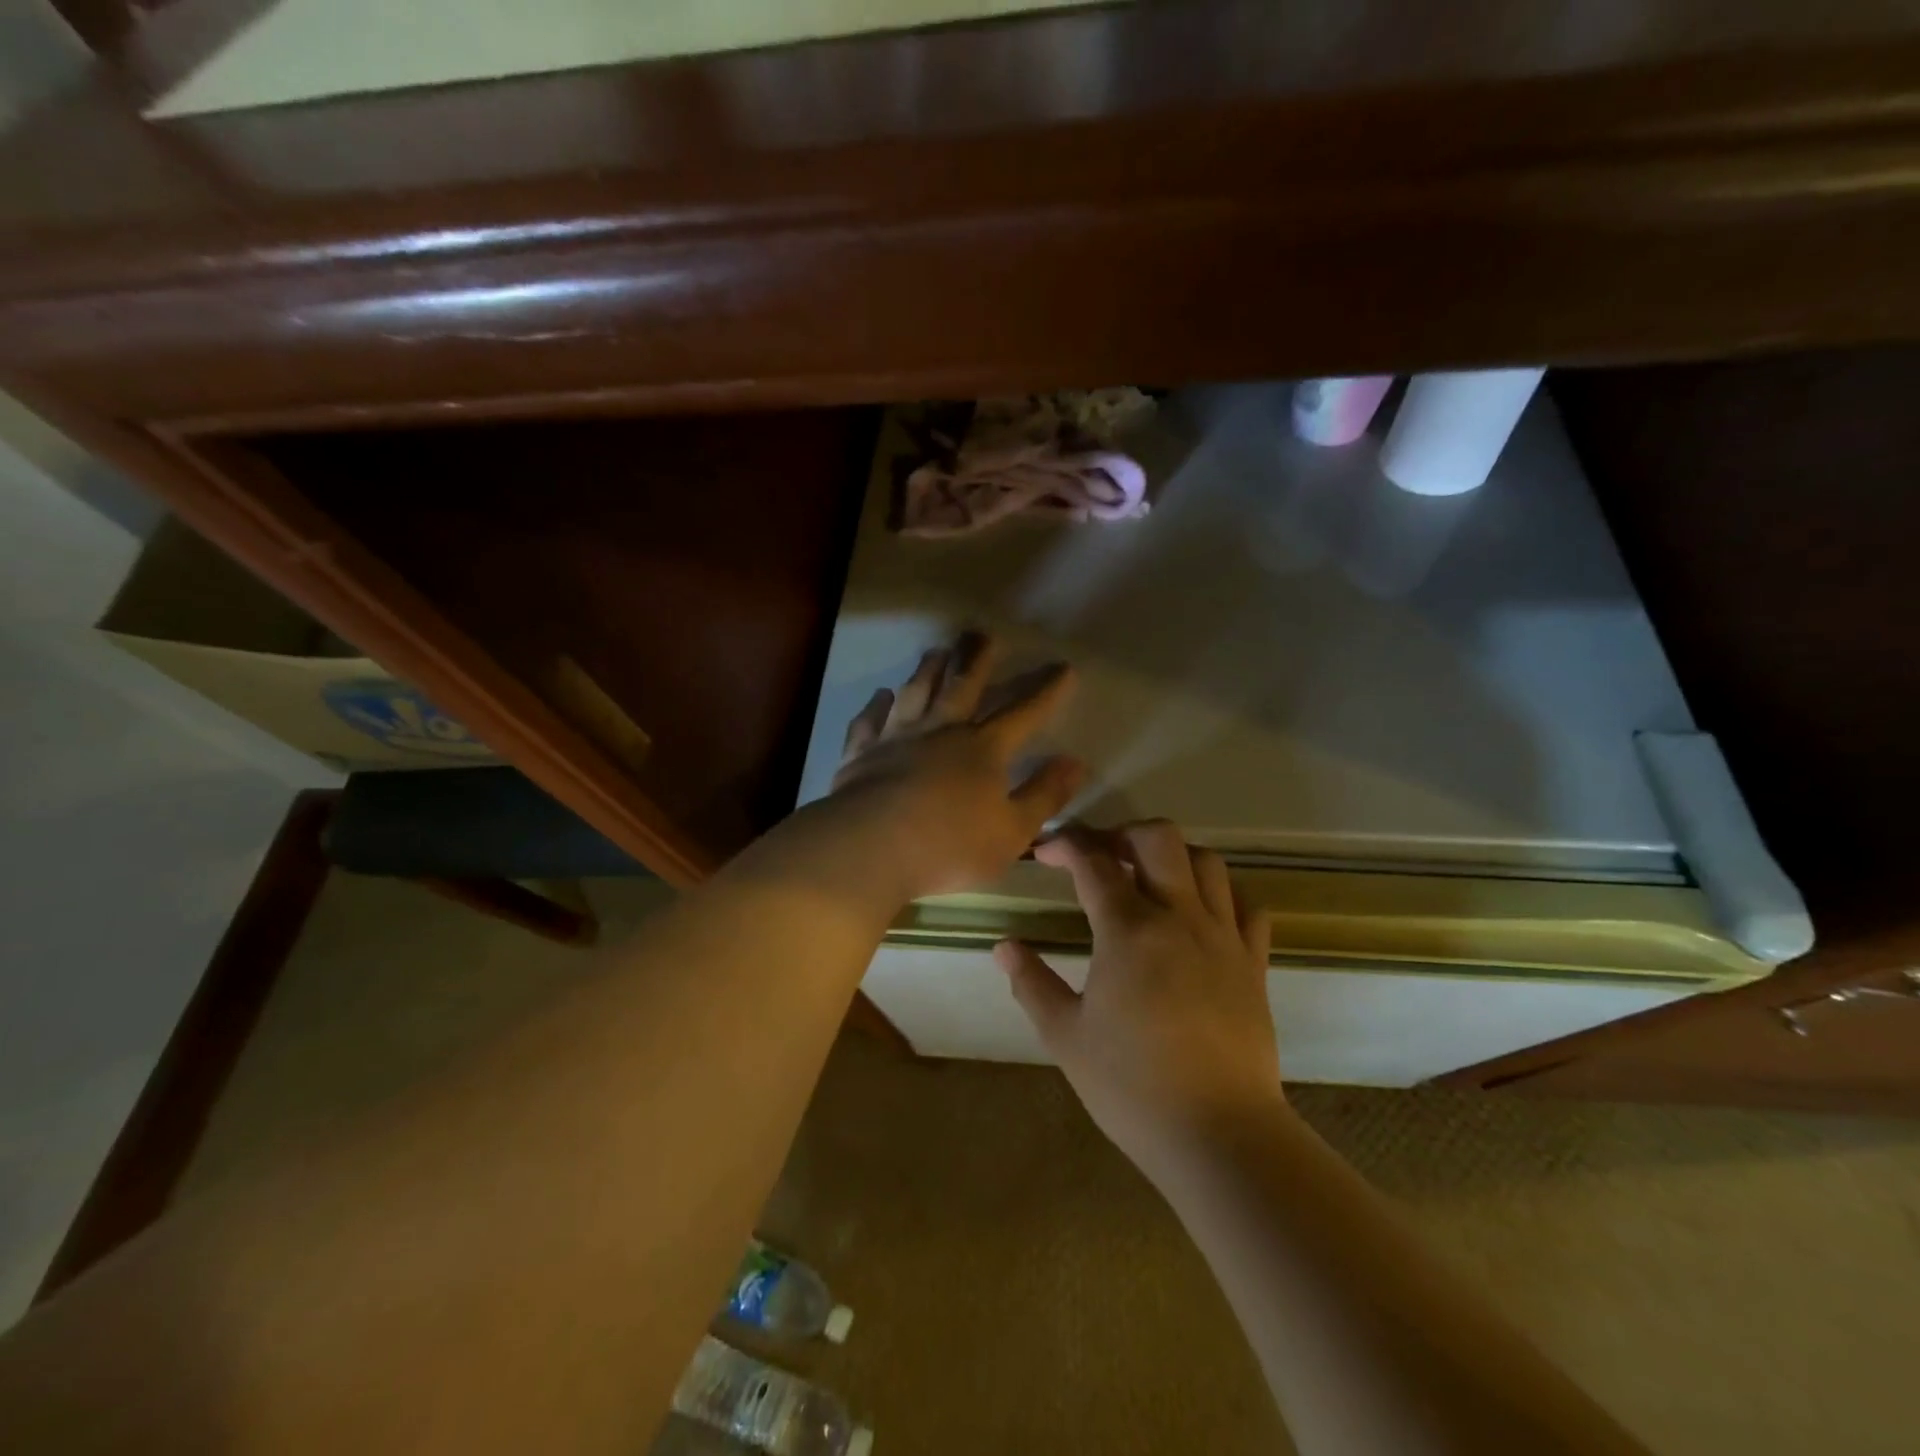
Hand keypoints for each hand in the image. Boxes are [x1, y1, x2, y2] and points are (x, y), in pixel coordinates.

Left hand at [823, 633, 1083, 898]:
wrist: (870, 848)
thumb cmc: (949, 847)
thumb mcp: (1013, 832)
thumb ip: (1044, 795)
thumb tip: (1075, 762)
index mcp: (983, 750)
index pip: (1024, 713)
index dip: (1046, 691)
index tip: (1063, 667)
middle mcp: (941, 731)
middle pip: (963, 686)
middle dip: (977, 659)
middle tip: (982, 633)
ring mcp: (897, 738)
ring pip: (917, 692)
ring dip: (928, 670)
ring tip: (937, 651)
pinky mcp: (861, 753)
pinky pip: (870, 720)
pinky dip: (876, 705)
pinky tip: (881, 695)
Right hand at [996, 822, 1282, 1178]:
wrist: (1219, 1135)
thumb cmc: (1132, 1086)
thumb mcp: (1066, 1036)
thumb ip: (1032, 983)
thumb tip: (1004, 947)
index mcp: (1128, 931)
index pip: (1094, 862)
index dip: (1067, 845)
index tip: (1046, 851)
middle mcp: (1179, 917)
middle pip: (1159, 839)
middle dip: (1123, 833)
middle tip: (1101, 856)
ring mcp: (1223, 937)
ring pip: (1207, 862)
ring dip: (1173, 856)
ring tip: (1150, 878)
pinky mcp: (1254, 963)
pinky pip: (1247, 906)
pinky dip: (1222, 893)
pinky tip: (1202, 913)